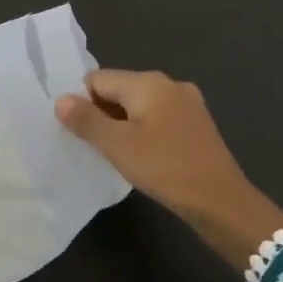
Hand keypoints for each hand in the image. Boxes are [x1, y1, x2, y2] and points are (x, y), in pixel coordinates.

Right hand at [56, 69, 282, 268]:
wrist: (222, 201)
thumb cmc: (165, 167)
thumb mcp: (117, 145)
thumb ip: (86, 120)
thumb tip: (61, 100)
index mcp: (148, 82)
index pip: (98, 79)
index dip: (83, 103)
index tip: (81, 134)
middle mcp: (169, 83)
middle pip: (119, 90)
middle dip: (103, 114)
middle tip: (97, 148)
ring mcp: (187, 103)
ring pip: (139, 106)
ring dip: (123, 126)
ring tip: (119, 156)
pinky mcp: (197, 125)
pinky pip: (158, 119)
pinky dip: (144, 133)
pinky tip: (145, 159)